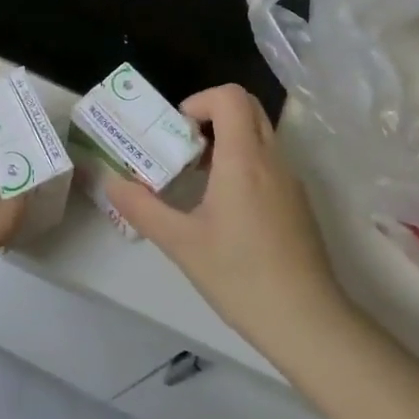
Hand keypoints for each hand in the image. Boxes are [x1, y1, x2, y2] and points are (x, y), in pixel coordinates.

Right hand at [106, 84, 350, 357]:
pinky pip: (269, 162)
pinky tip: (225, 208)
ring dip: (227, 141)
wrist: (307, 321)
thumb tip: (111, 182)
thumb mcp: (181, 243)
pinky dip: (244, 164)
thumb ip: (142, 208)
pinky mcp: (298, 202)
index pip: (230, 96)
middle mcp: (272, 159)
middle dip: (212, 116)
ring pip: (260, 135)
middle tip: (184, 148)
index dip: (200, 101)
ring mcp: (291, 180)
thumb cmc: (240, 276)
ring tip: (198, 179)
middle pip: (248, 108)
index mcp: (244, 159)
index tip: (177, 131)